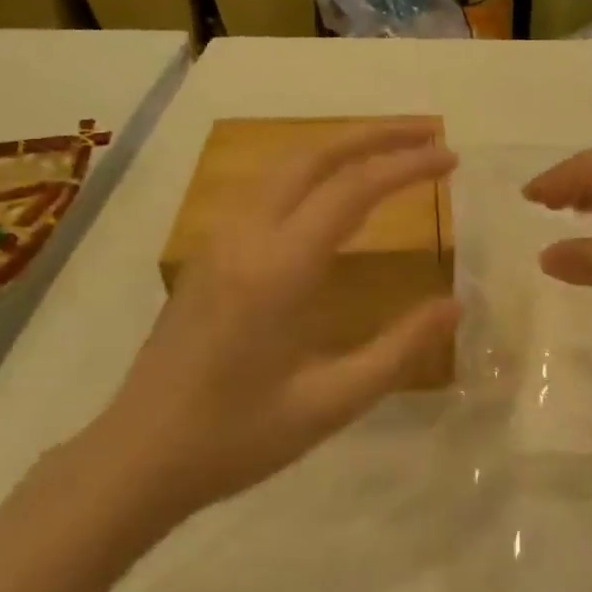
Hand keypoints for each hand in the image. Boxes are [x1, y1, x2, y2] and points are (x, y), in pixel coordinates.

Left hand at [88, 123, 459, 529]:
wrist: (137, 457)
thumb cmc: (236, 438)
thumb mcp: (330, 404)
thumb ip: (399, 350)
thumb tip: (454, 305)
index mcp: (277, 270)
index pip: (352, 190)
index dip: (406, 166)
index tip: (450, 158)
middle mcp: (245, 237)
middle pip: (314, 156)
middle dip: (375, 135)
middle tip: (427, 133)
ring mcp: (218, 240)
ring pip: (284, 165)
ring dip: (341, 147)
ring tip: (389, 150)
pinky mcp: (207, 253)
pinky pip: (265, 187)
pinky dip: (312, 170)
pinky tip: (332, 190)